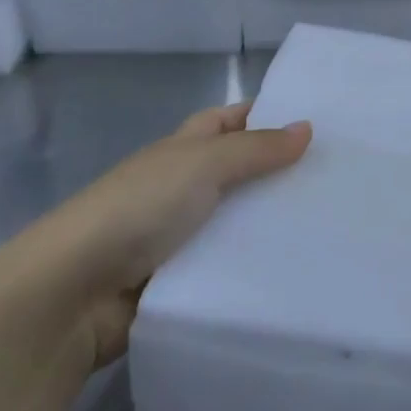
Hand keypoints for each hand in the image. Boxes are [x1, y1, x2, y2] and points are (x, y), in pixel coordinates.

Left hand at [0, 102, 310, 372]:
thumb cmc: (137, 208)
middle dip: (279, 175)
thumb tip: (306, 127)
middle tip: (339, 181)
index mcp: (181, 150)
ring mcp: (180, 237)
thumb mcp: (202, 164)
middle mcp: (181, 188)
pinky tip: (297, 271)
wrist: (71, 293)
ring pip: (237, 223)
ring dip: (271, 226)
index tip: (314, 124)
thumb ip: (255, 149)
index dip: (264, 117)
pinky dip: (255, 268)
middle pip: (239, 174)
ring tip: (333, 228)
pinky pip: (228, 268)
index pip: (228, 122)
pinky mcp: (182, 283)